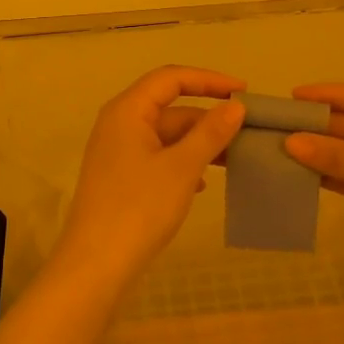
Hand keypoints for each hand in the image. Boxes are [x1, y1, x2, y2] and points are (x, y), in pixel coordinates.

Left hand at [49, 66, 247, 297]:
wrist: (96, 265)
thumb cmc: (139, 208)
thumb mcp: (181, 167)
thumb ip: (210, 133)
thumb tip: (235, 105)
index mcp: (127, 110)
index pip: (171, 78)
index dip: (209, 80)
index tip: (243, 90)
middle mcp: (119, 124)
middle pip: (170, 107)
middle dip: (208, 118)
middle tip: (247, 131)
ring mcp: (118, 153)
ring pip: (166, 136)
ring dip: (199, 144)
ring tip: (235, 158)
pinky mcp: (121, 178)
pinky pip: (159, 158)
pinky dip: (183, 163)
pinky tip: (204, 184)